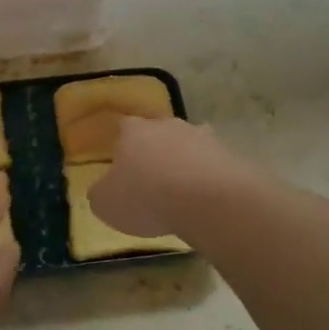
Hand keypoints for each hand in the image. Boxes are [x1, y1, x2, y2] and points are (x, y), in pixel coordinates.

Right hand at [81, 113, 238, 238]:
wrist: (207, 200)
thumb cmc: (146, 198)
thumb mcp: (106, 204)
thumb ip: (101, 193)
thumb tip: (102, 189)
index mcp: (132, 131)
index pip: (122, 127)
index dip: (120, 144)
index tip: (120, 163)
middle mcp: (165, 125)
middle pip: (156, 131)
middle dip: (153, 150)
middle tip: (150, 176)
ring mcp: (200, 136)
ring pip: (186, 144)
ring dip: (182, 160)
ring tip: (181, 188)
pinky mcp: (227, 153)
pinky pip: (211, 162)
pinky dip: (207, 175)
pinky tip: (205, 195)